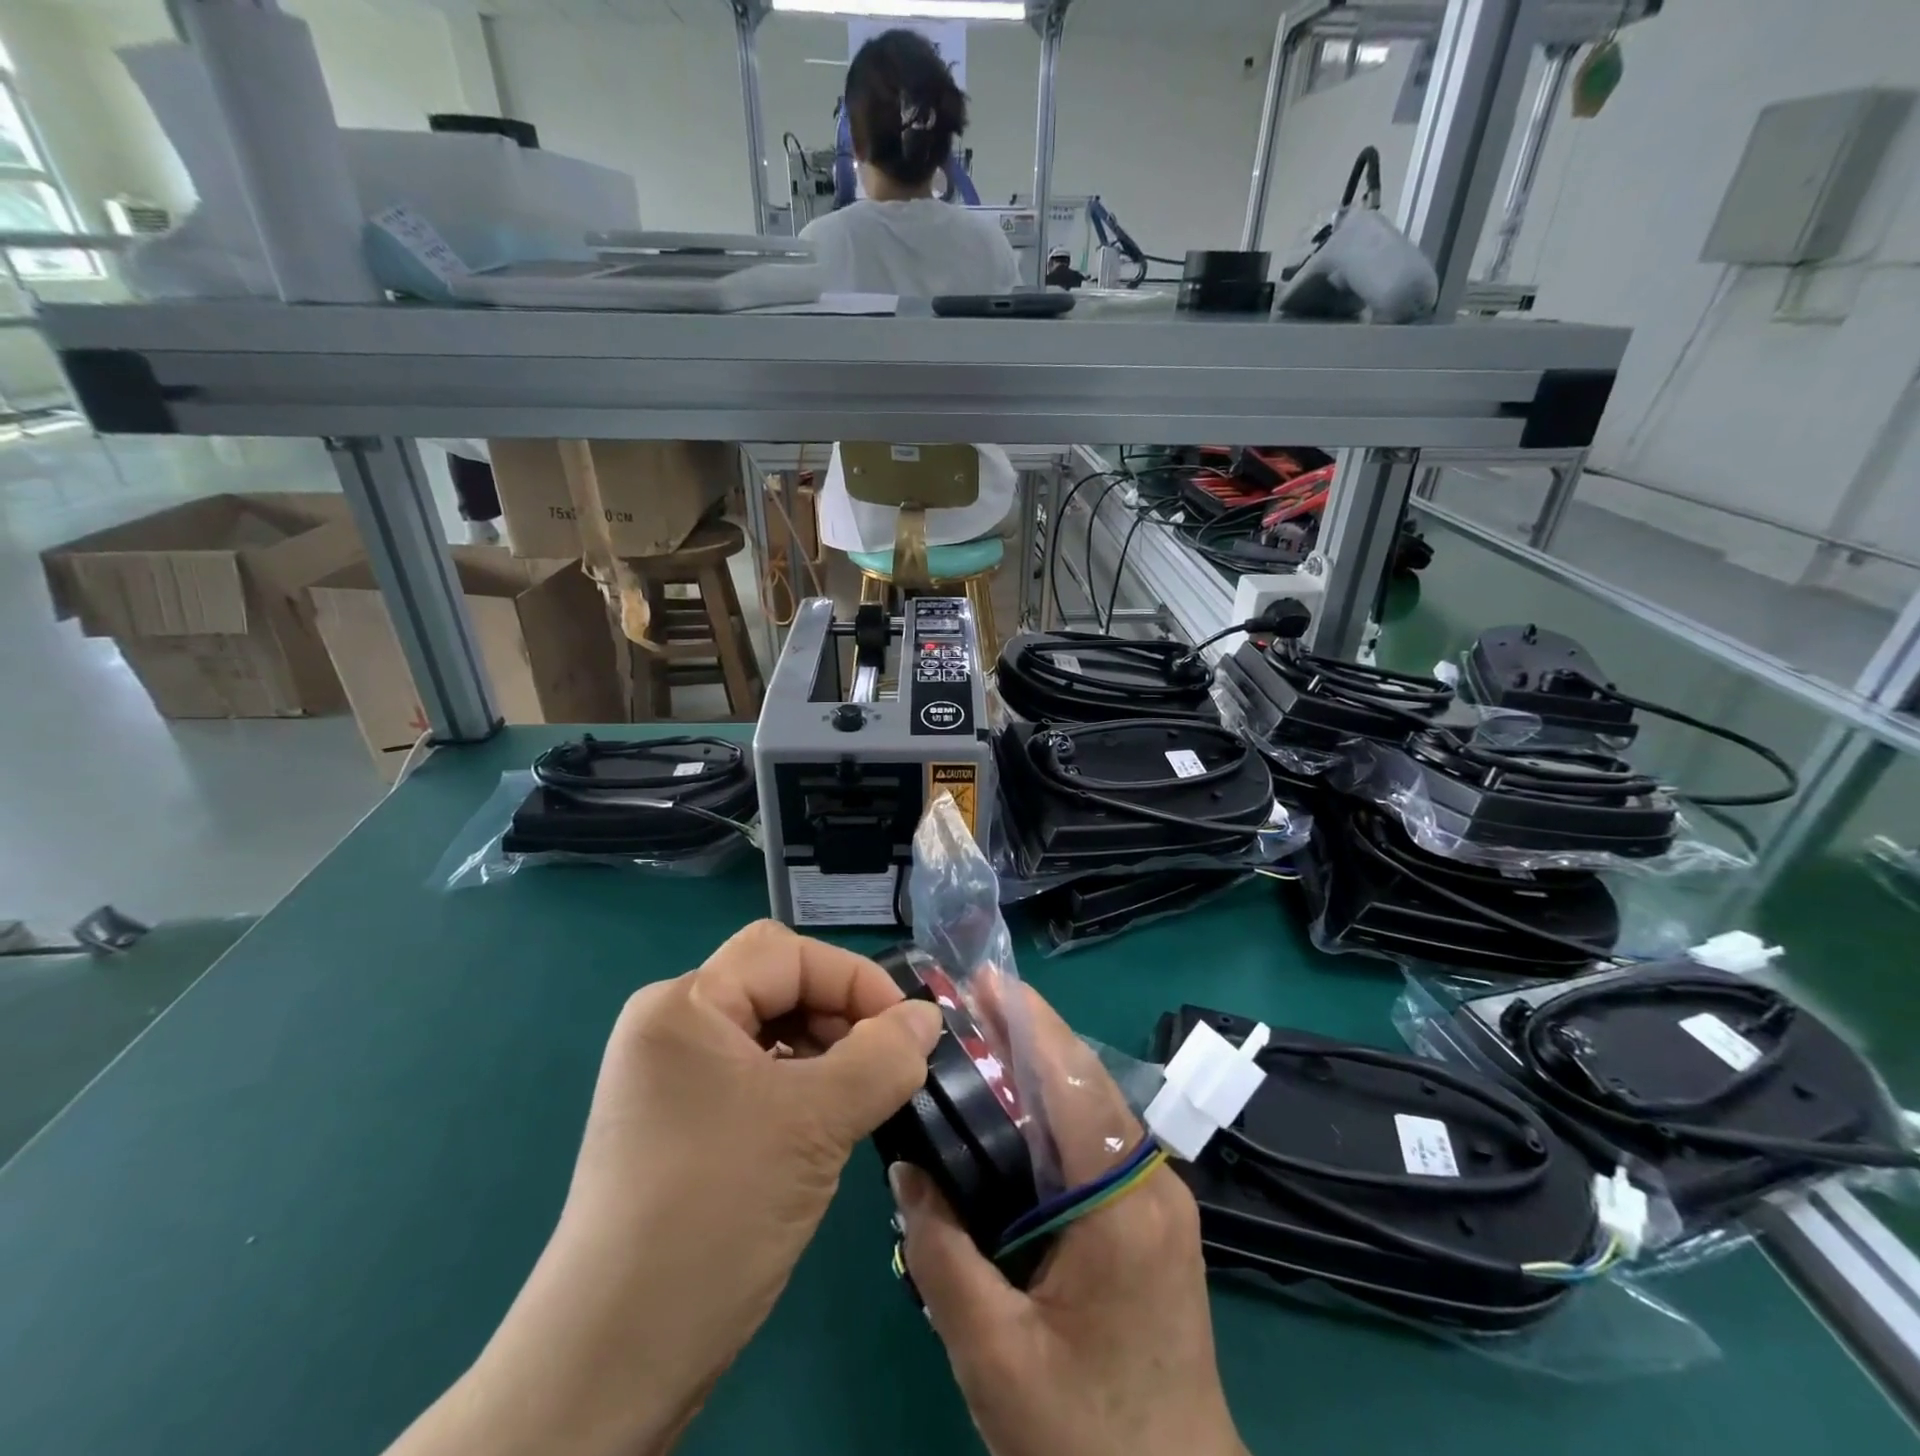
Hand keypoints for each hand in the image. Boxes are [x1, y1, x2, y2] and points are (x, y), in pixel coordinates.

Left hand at [386, 921, 941, 1455]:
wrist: (613, 1363)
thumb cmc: (715, 1211)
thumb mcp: (814, 1123)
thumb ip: (883, 1057)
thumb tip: (928, 1015)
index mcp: (685, 1005)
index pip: (786, 953)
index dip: (853, 979)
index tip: (907, 1029)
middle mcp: (670, 1027)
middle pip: (776, 986)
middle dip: (840, 1015)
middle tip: (888, 1065)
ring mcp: (671, 1079)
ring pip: (770, 1033)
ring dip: (826, 1053)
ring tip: (864, 1097)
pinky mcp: (681, 1125)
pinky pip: (755, 1077)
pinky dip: (801, 1087)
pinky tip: (827, 1126)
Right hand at [891, 990, 1246, 1455]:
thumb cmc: (1086, 1439)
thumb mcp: (995, 1356)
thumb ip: (944, 1256)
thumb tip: (907, 1170)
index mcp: (1122, 1203)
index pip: (1072, 1082)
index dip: (1028, 1023)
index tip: (986, 979)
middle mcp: (1151, 1183)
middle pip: (1087, 1082)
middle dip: (1032, 1031)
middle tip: (973, 998)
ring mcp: (1160, 1201)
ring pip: (1096, 1107)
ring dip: (1044, 1065)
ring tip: (986, 1037)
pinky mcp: (1154, 1220)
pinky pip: (1100, 1142)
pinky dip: (1057, 1108)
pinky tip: (1017, 1109)